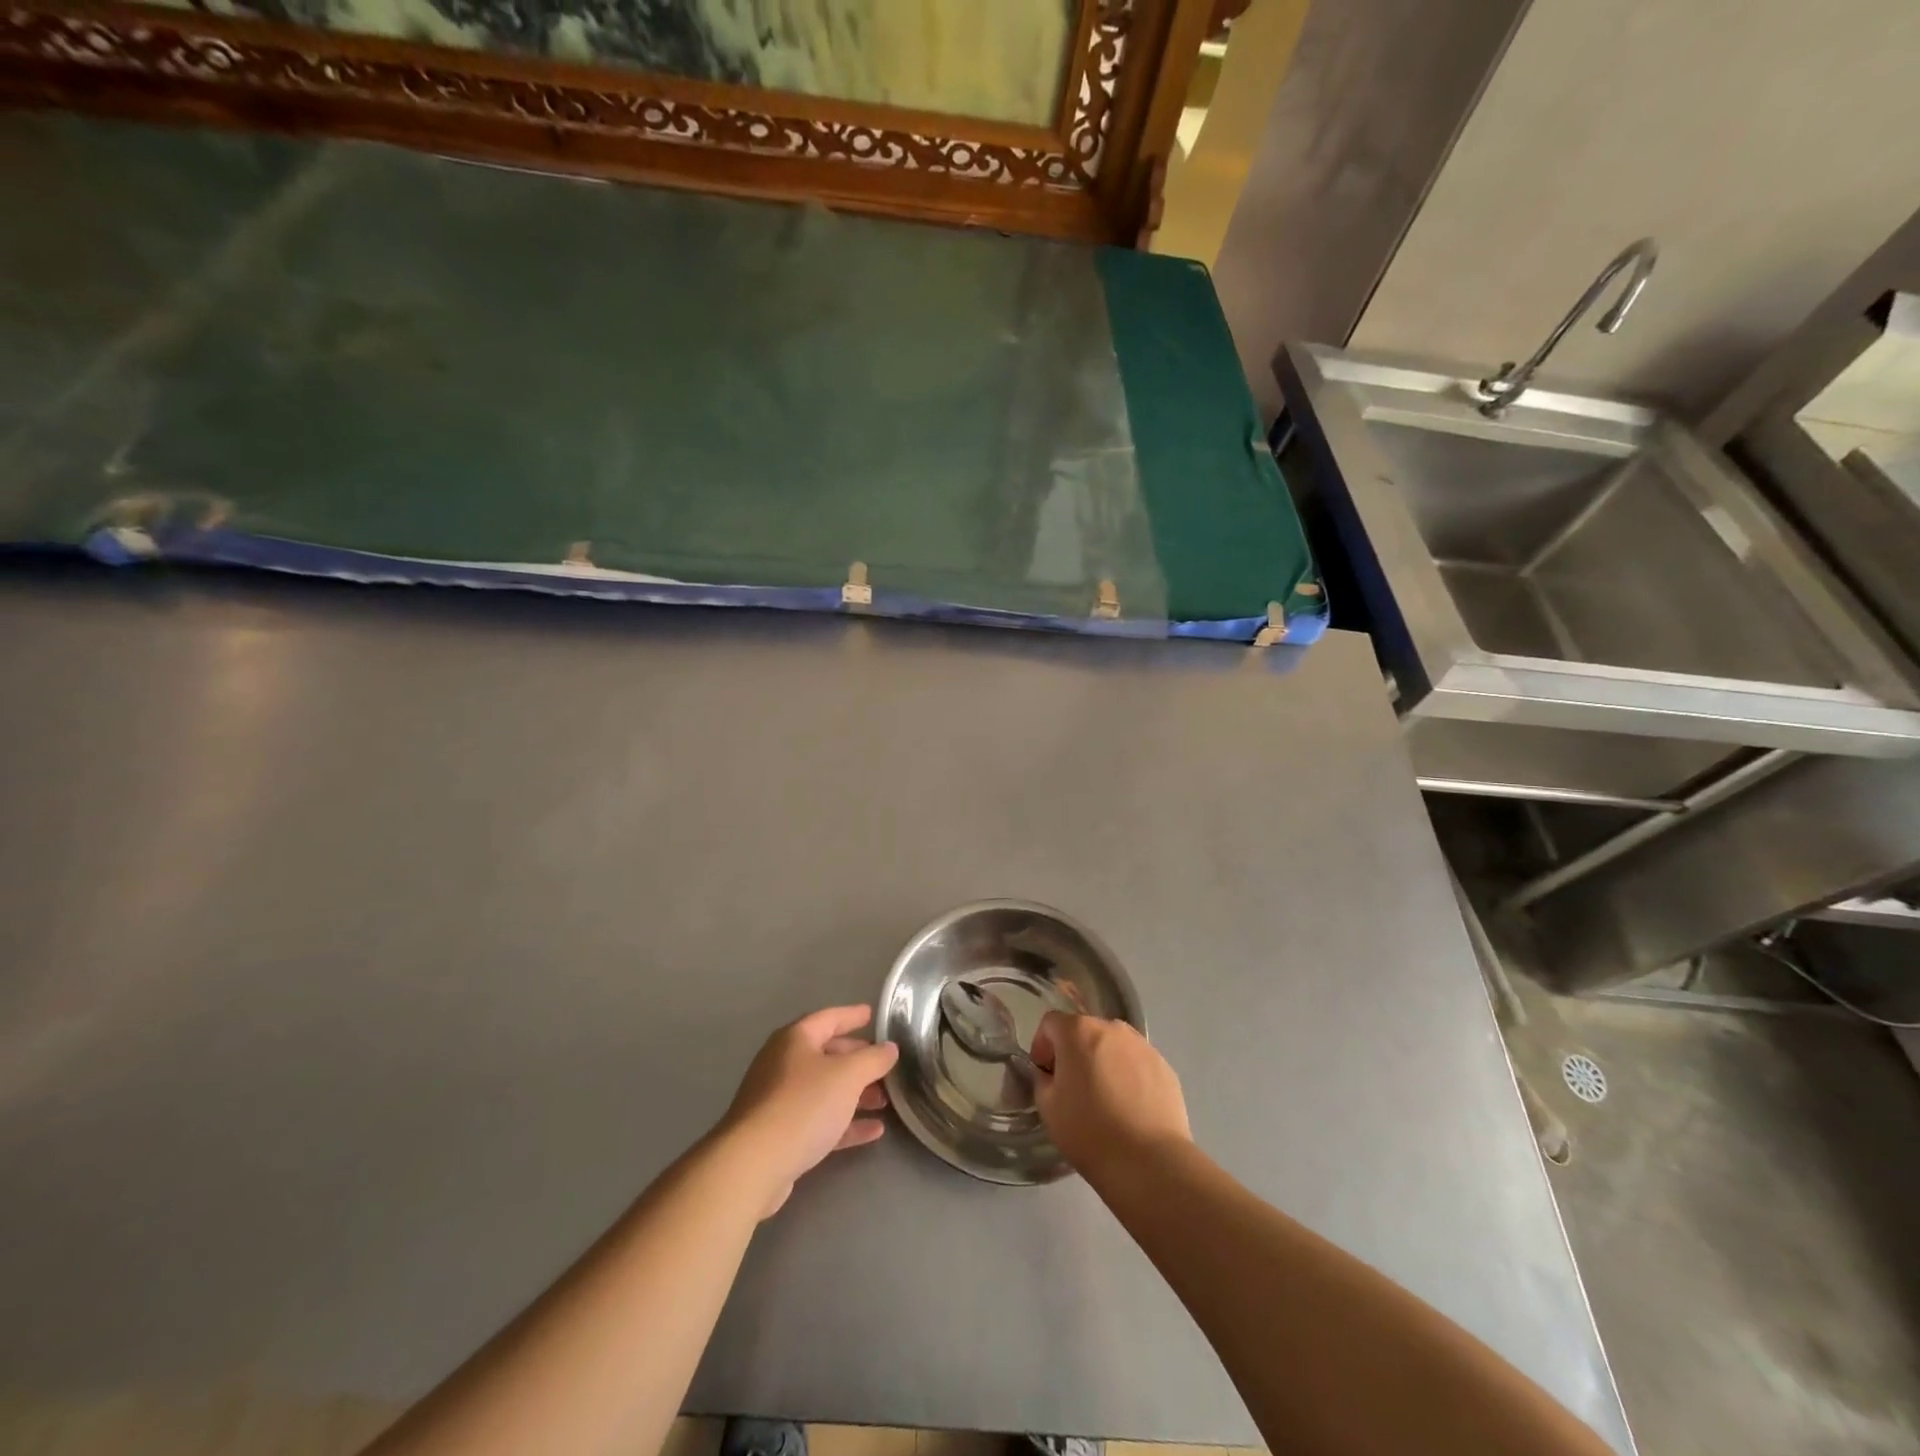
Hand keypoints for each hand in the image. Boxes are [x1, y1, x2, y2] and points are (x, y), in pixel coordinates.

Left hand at [718, 1005, 899, 1216]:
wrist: (753, 1165)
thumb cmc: (803, 1105)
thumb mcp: (847, 1076)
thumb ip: (873, 1059)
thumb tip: (889, 1048)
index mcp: (795, 1039)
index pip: (829, 1018)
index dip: (852, 1016)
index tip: (872, 1014)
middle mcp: (784, 1064)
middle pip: (827, 1055)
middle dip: (858, 1060)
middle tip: (885, 1066)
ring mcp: (780, 1100)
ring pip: (825, 1090)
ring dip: (856, 1094)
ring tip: (885, 1101)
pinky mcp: (781, 1134)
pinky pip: (820, 1120)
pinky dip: (846, 1123)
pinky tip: (873, 1131)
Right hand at [1029, 1012, 1190, 1175]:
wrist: (1149, 1162)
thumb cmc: (1089, 1131)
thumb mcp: (1048, 1107)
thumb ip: (1042, 1079)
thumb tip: (1051, 1073)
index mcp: (1079, 1031)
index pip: (1050, 1023)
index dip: (1042, 1046)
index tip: (1046, 1075)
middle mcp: (1112, 1028)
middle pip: (1084, 1031)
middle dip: (1074, 1053)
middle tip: (1073, 1088)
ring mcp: (1142, 1045)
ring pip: (1113, 1046)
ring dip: (1103, 1061)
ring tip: (1105, 1098)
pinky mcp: (1165, 1067)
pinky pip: (1137, 1063)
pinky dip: (1129, 1076)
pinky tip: (1130, 1108)